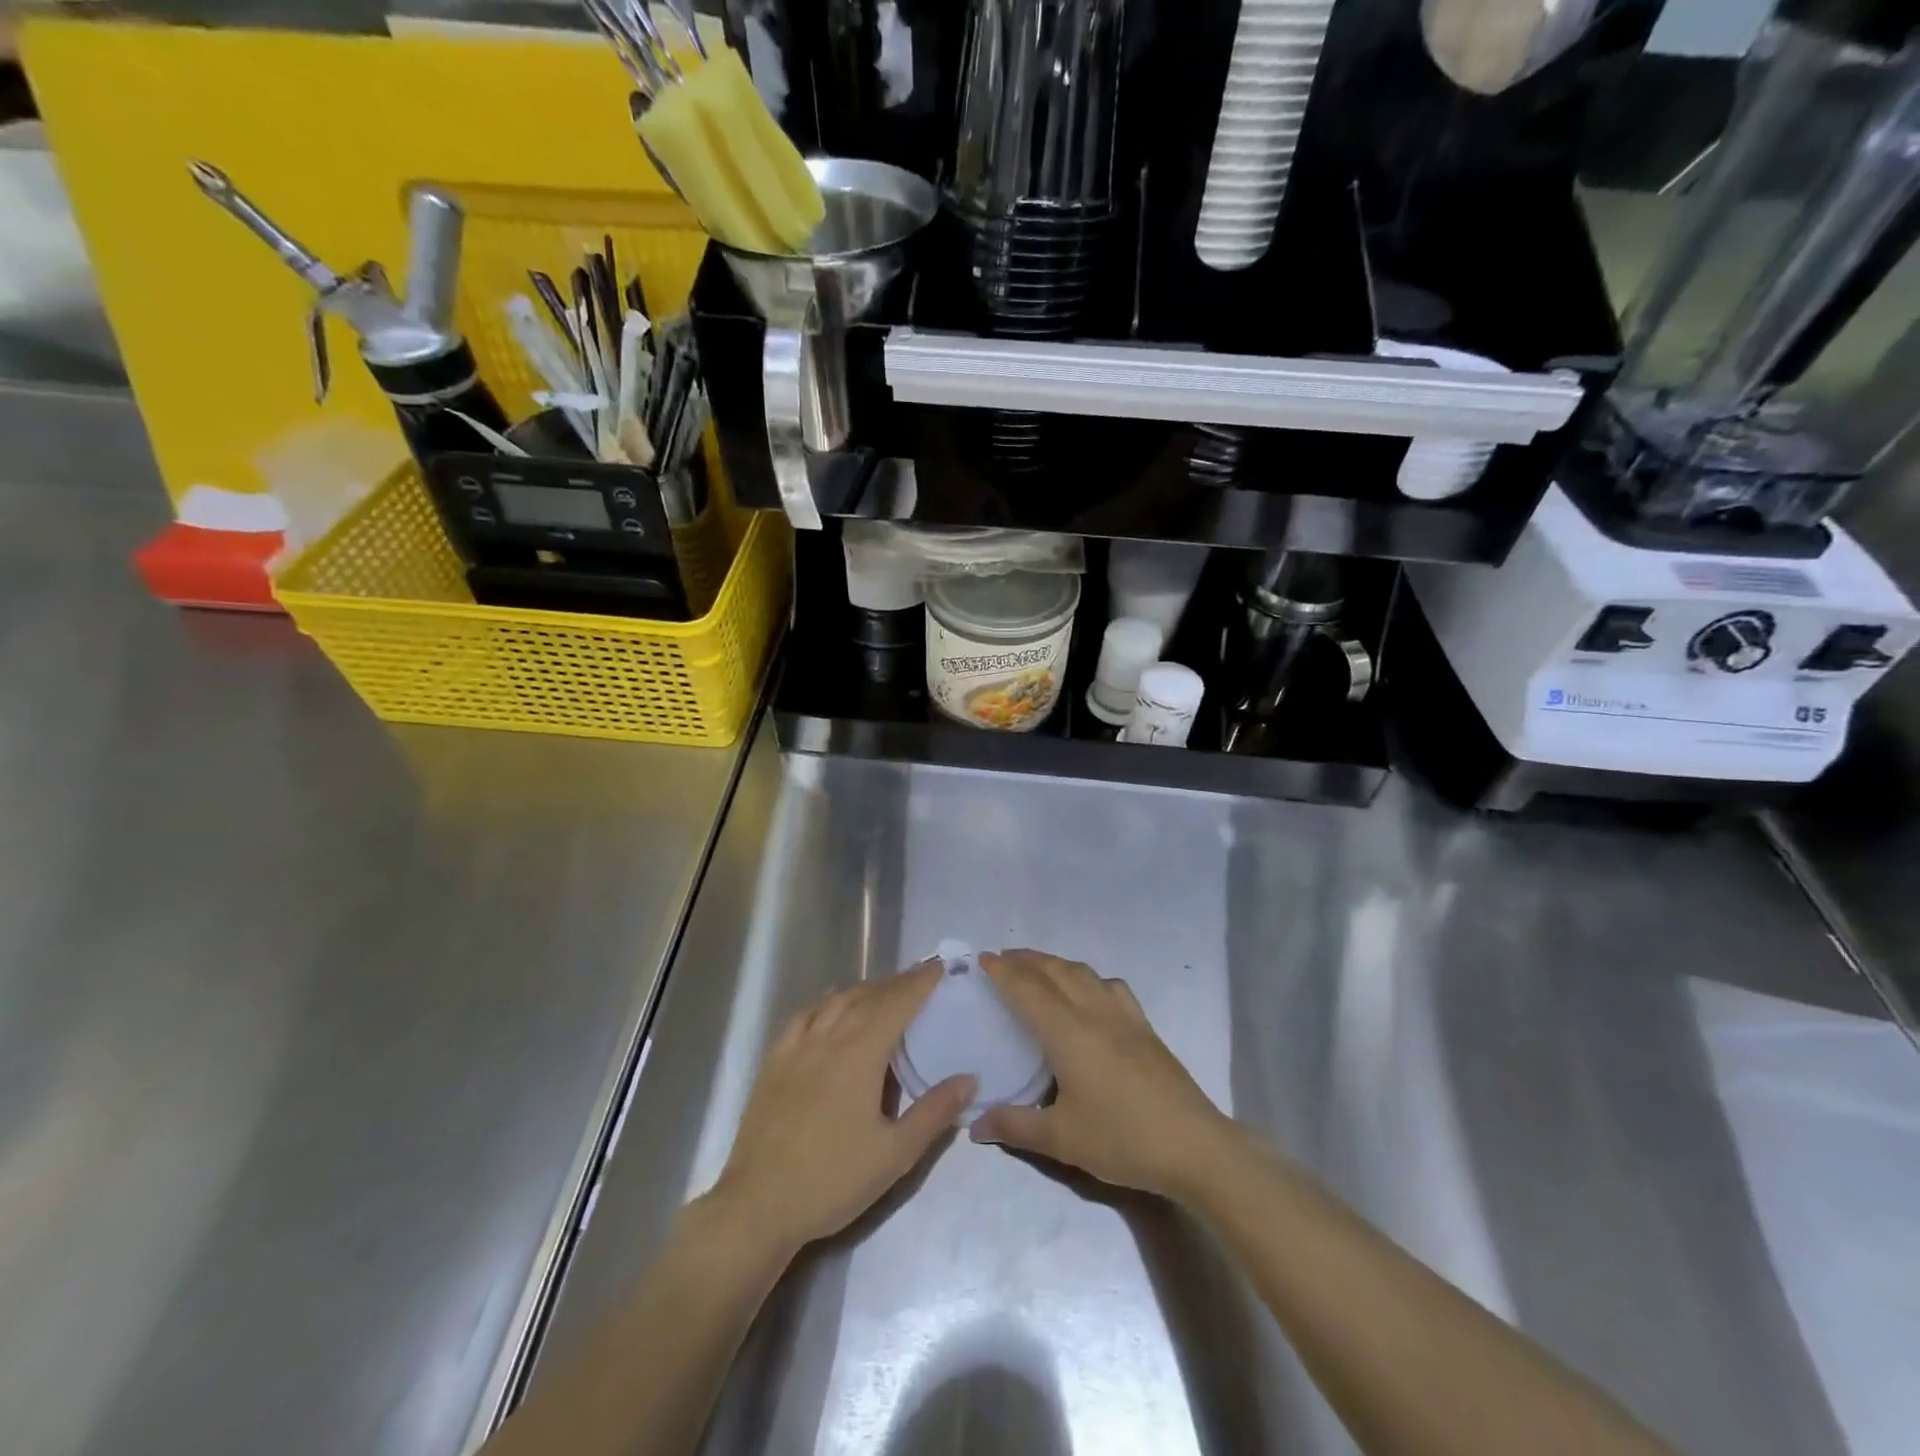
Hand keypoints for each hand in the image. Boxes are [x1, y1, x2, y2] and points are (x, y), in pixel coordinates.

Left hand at [707, 966, 974, 1258]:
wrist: (758, 1206)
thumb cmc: (832, 1181)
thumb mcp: (895, 1155)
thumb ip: (934, 1113)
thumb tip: (969, 1079)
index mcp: (860, 1054)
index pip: (897, 1004)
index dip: (920, 983)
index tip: (939, 966)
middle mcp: (828, 1038)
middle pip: (868, 997)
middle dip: (897, 982)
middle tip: (920, 976)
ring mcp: (797, 1048)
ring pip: (835, 1001)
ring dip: (864, 989)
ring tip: (883, 989)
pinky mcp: (774, 1062)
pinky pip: (804, 1017)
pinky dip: (825, 1003)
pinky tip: (830, 1008)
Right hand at [970, 950, 1236, 1199]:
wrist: (1194, 1146)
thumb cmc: (1122, 1139)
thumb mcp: (1062, 1140)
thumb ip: (1015, 1126)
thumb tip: (975, 1124)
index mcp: (1068, 1033)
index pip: (1028, 990)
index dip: (1004, 971)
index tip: (983, 959)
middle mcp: (1093, 1012)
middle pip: (1055, 972)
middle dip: (1026, 960)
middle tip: (1002, 958)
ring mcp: (1123, 1015)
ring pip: (1083, 973)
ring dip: (1055, 963)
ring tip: (1037, 968)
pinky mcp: (1144, 1025)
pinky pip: (1110, 986)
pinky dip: (1088, 977)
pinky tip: (1088, 991)